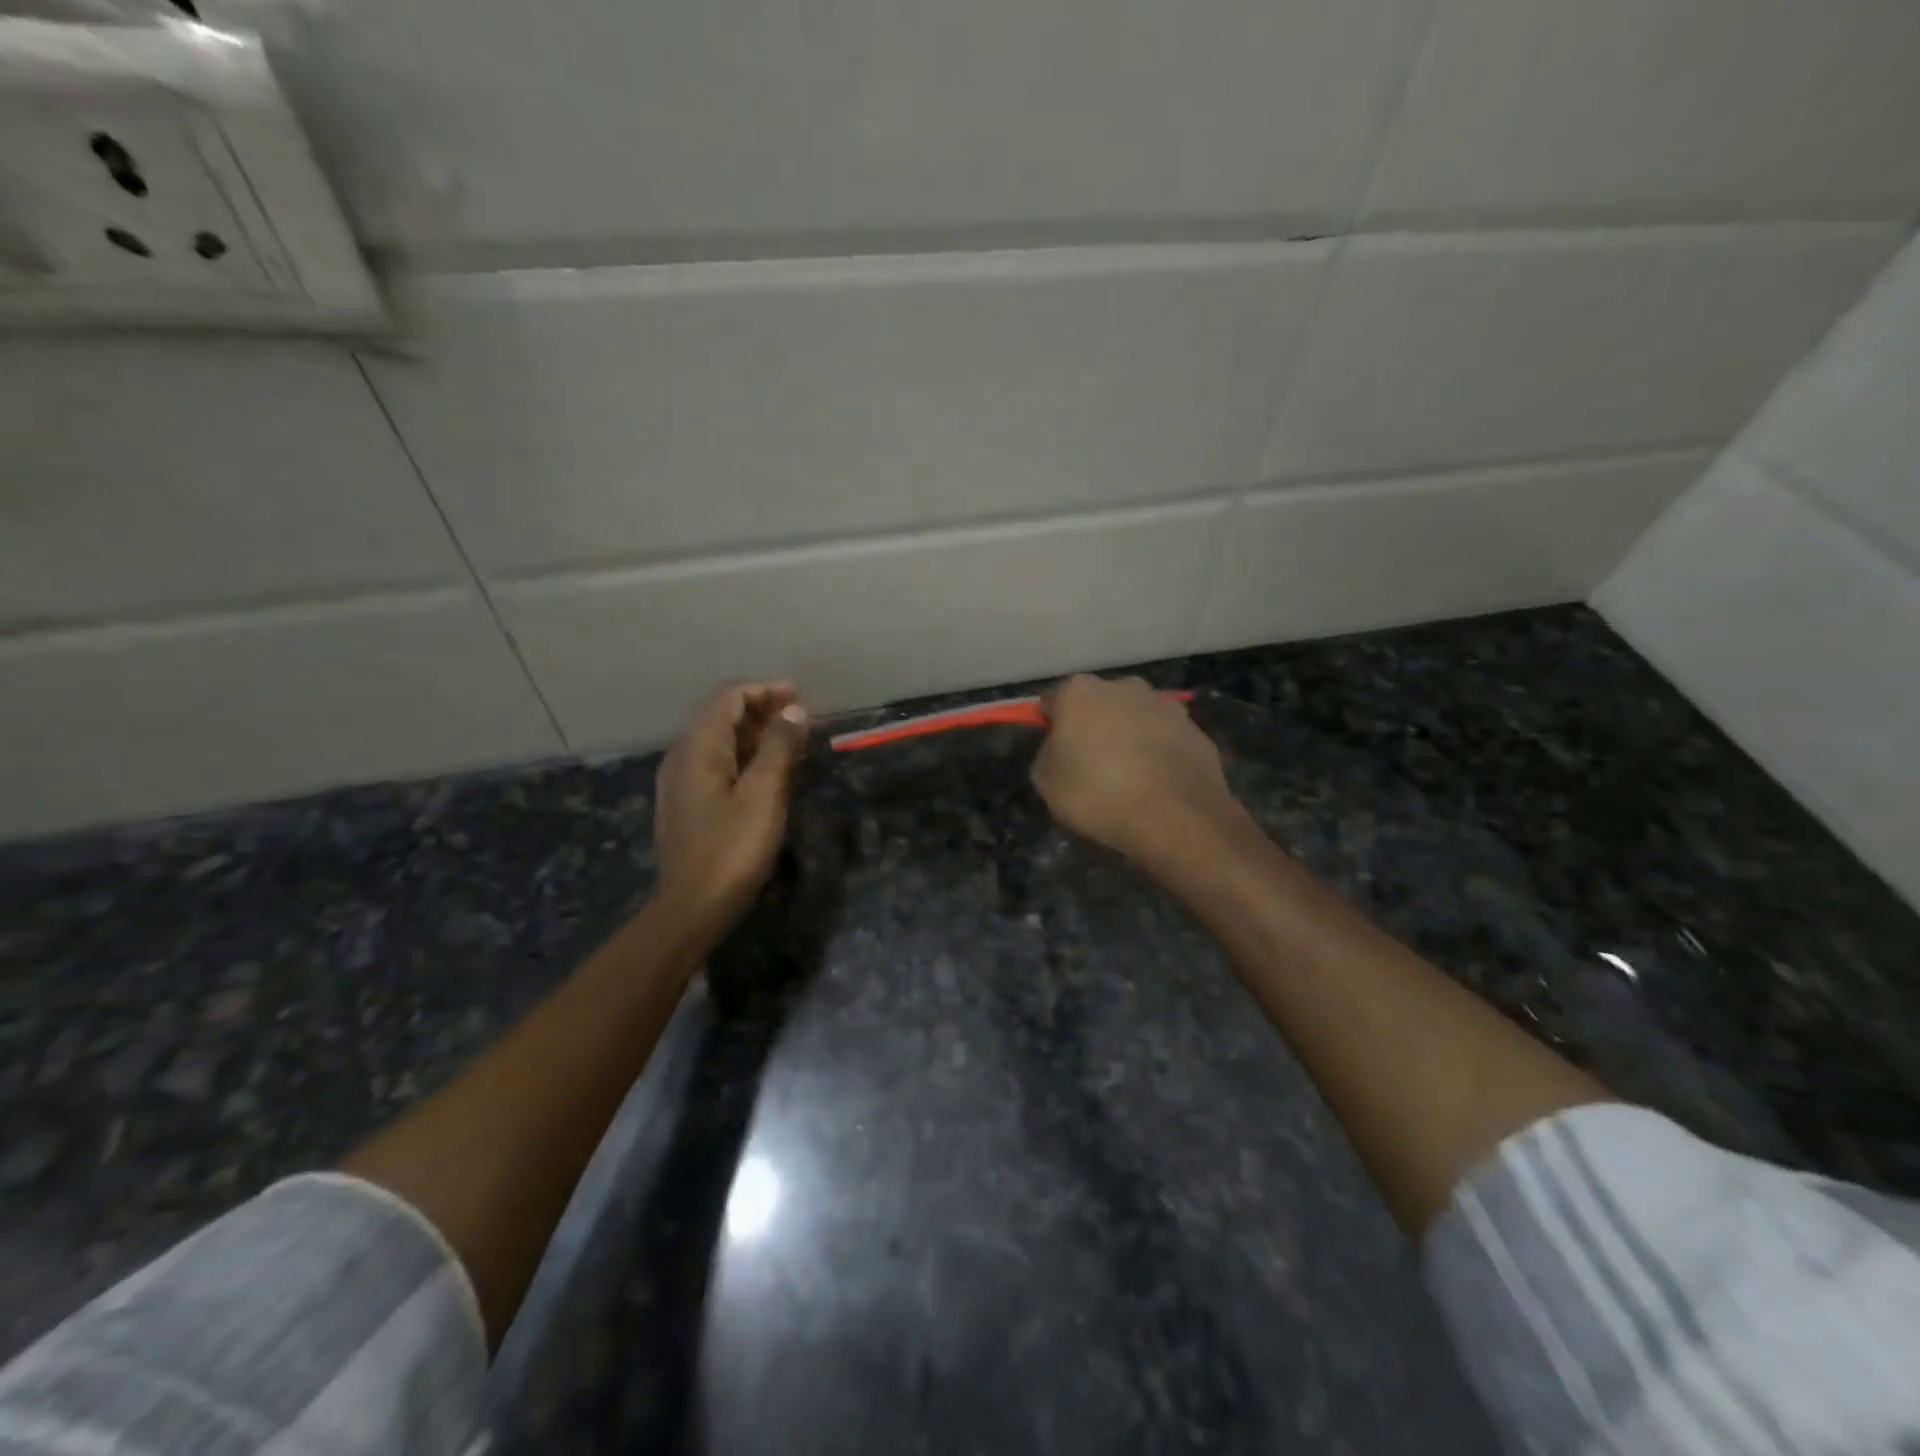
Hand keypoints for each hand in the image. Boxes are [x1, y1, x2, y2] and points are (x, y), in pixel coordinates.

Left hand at [655, 682, 809, 922]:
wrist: (692, 906)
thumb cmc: (732, 848)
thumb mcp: (764, 794)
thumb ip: (779, 746)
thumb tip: (793, 710)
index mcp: (698, 748)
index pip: (729, 698)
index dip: (765, 690)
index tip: (800, 696)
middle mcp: (683, 756)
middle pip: (722, 716)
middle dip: (762, 709)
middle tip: (802, 717)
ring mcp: (681, 781)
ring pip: (720, 741)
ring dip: (756, 734)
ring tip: (793, 741)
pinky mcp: (687, 803)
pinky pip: (717, 763)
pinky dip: (745, 756)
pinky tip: (769, 771)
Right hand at [1032, 675, 1242, 865]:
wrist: (1175, 818)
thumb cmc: (1098, 795)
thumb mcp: (1046, 783)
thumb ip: (1048, 755)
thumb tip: (1062, 748)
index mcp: (1080, 692)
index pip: (1053, 702)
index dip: (1052, 727)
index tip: (1057, 753)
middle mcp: (1124, 687)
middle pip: (1099, 704)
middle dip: (1095, 726)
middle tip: (1093, 765)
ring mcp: (1165, 706)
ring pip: (1136, 718)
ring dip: (1130, 737)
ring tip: (1130, 778)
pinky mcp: (1196, 730)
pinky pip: (1167, 739)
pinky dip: (1160, 754)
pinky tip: (1158, 785)